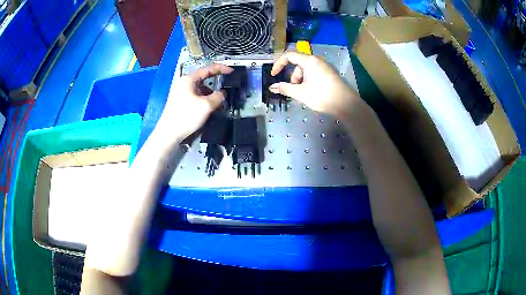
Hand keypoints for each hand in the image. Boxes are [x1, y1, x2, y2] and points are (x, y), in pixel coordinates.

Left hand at [154, 64, 232, 142]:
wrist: (169, 133)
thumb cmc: (186, 116)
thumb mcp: (206, 105)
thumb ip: (218, 97)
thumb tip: (222, 94)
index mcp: (189, 79)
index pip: (207, 69)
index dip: (221, 69)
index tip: (231, 71)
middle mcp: (184, 83)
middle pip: (203, 80)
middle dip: (215, 85)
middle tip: (225, 90)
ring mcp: (181, 93)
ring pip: (200, 90)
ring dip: (210, 95)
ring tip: (217, 105)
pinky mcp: (180, 102)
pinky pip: (196, 97)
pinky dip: (204, 101)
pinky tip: (207, 110)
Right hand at [269, 51, 358, 117]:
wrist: (347, 104)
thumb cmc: (322, 96)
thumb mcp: (301, 93)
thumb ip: (285, 88)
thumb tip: (272, 87)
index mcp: (309, 61)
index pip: (289, 56)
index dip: (278, 64)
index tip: (274, 75)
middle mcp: (318, 60)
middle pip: (298, 63)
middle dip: (293, 76)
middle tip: (294, 89)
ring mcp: (325, 66)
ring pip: (307, 68)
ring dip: (301, 79)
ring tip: (304, 93)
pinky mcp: (330, 72)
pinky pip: (315, 72)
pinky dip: (309, 79)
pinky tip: (312, 91)